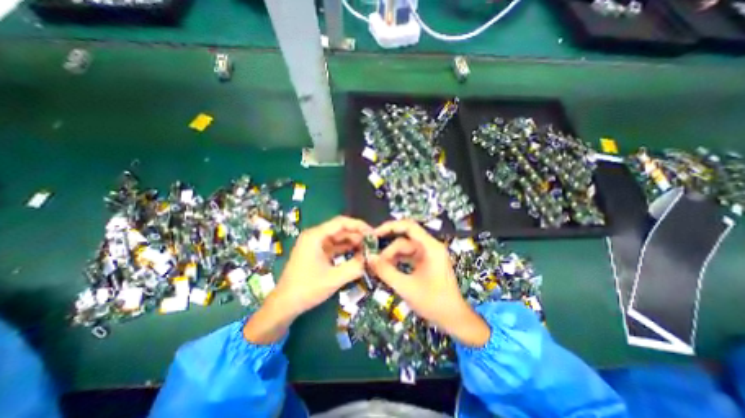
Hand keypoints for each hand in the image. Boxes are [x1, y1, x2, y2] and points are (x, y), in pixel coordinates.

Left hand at [245, 218, 371, 344]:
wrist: (284, 305)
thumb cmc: (306, 289)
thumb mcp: (333, 279)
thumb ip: (354, 267)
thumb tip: (372, 258)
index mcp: (315, 236)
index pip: (341, 223)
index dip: (358, 225)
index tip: (373, 233)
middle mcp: (315, 236)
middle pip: (341, 229)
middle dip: (358, 235)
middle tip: (373, 243)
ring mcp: (316, 244)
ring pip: (339, 238)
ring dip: (353, 242)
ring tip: (369, 248)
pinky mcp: (317, 253)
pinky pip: (336, 247)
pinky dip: (347, 249)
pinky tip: (358, 254)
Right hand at [365, 221, 490, 346]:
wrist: (454, 319)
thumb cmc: (434, 303)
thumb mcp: (406, 287)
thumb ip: (386, 271)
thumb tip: (369, 257)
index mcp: (430, 247)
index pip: (408, 226)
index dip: (390, 227)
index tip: (374, 235)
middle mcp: (430, 247)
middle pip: (404, 240)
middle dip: (388, 249)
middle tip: (372, 260)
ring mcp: (428, 255)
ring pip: (404, 249)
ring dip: (391, 257)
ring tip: (377, 267)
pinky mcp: (425, 263)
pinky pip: (408, 257)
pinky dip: (397, 261)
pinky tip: (387, 269)